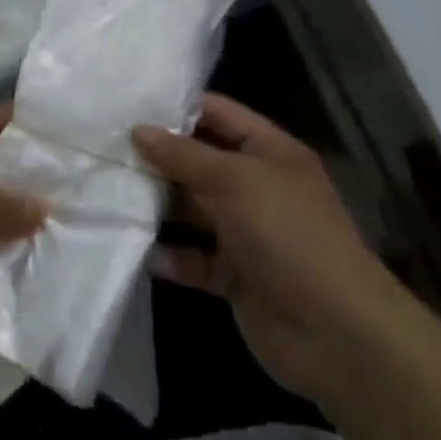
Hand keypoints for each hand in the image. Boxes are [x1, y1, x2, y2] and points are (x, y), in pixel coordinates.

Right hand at [134, 93, 409, 403]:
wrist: (336, 334)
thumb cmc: (287, 235)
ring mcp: (246, 232)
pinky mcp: (235, 275)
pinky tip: (139, 250)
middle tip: (105, 148)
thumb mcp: (234, 180)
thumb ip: (184, 154)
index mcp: (269, 152)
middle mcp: (257, 186)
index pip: (218, 114)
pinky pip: (195, 258)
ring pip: (193, 210)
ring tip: (108, 193)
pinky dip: (170, 256)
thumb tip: (139, 130)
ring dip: (158, 206)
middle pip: (199, 162)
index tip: (128, 105)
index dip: (177, 107)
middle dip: (158, 157)